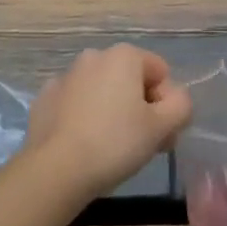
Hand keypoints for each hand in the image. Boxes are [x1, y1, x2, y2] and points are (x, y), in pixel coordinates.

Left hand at [24, 45, 192, 206]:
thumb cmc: (114, 143)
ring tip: (110, 149)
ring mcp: (66, 75)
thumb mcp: (161, 128)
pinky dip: (84, 118)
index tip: (161, 136)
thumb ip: (181, 106)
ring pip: (102, 91)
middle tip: (141, 145)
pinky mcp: (45, 98)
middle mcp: (95, 56)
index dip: (167, 105)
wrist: (54, 169)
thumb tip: (176, 100)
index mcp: (124, 55)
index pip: (161, 73)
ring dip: (112, 111)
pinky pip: (76, 104)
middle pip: (131, 80)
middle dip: (140, 108)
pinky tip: (82, 144)